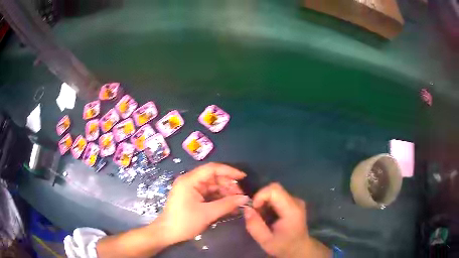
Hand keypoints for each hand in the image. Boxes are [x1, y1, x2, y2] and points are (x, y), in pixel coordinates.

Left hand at [158, 162, 248, 244]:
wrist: (167, 233)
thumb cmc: (184, 222)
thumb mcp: (207, 214)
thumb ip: (227, 204)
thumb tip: (245, 199)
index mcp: (190, 180)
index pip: (212, 169)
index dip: (229, 171)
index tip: (243, 177)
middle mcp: (190, 181)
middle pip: (214, 178)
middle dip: (229, 186)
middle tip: (241, 197)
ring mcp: (191, 190)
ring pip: (213, 187)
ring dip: (226, 194)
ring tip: (238, 203)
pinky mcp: (193, 197)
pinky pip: (210, 195)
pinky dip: (220, 199)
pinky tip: (230, 207)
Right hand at [244, 183, 330, 257]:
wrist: (299, 248)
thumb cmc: (283, 246)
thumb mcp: (265, 241)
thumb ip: (254, 225)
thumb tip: (247, 209)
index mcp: (291, 210)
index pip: (274, 190)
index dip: (260, 195)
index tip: (253, 209)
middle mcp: (296, 201)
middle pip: (275, 189)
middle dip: (261, 199)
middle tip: (256, 214)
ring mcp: (296, 201)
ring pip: (275, 192)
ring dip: (264, 202)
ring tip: (262, 217)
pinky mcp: (294, 203)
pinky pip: (278, 197)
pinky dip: (269, 204)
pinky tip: (269, 216)